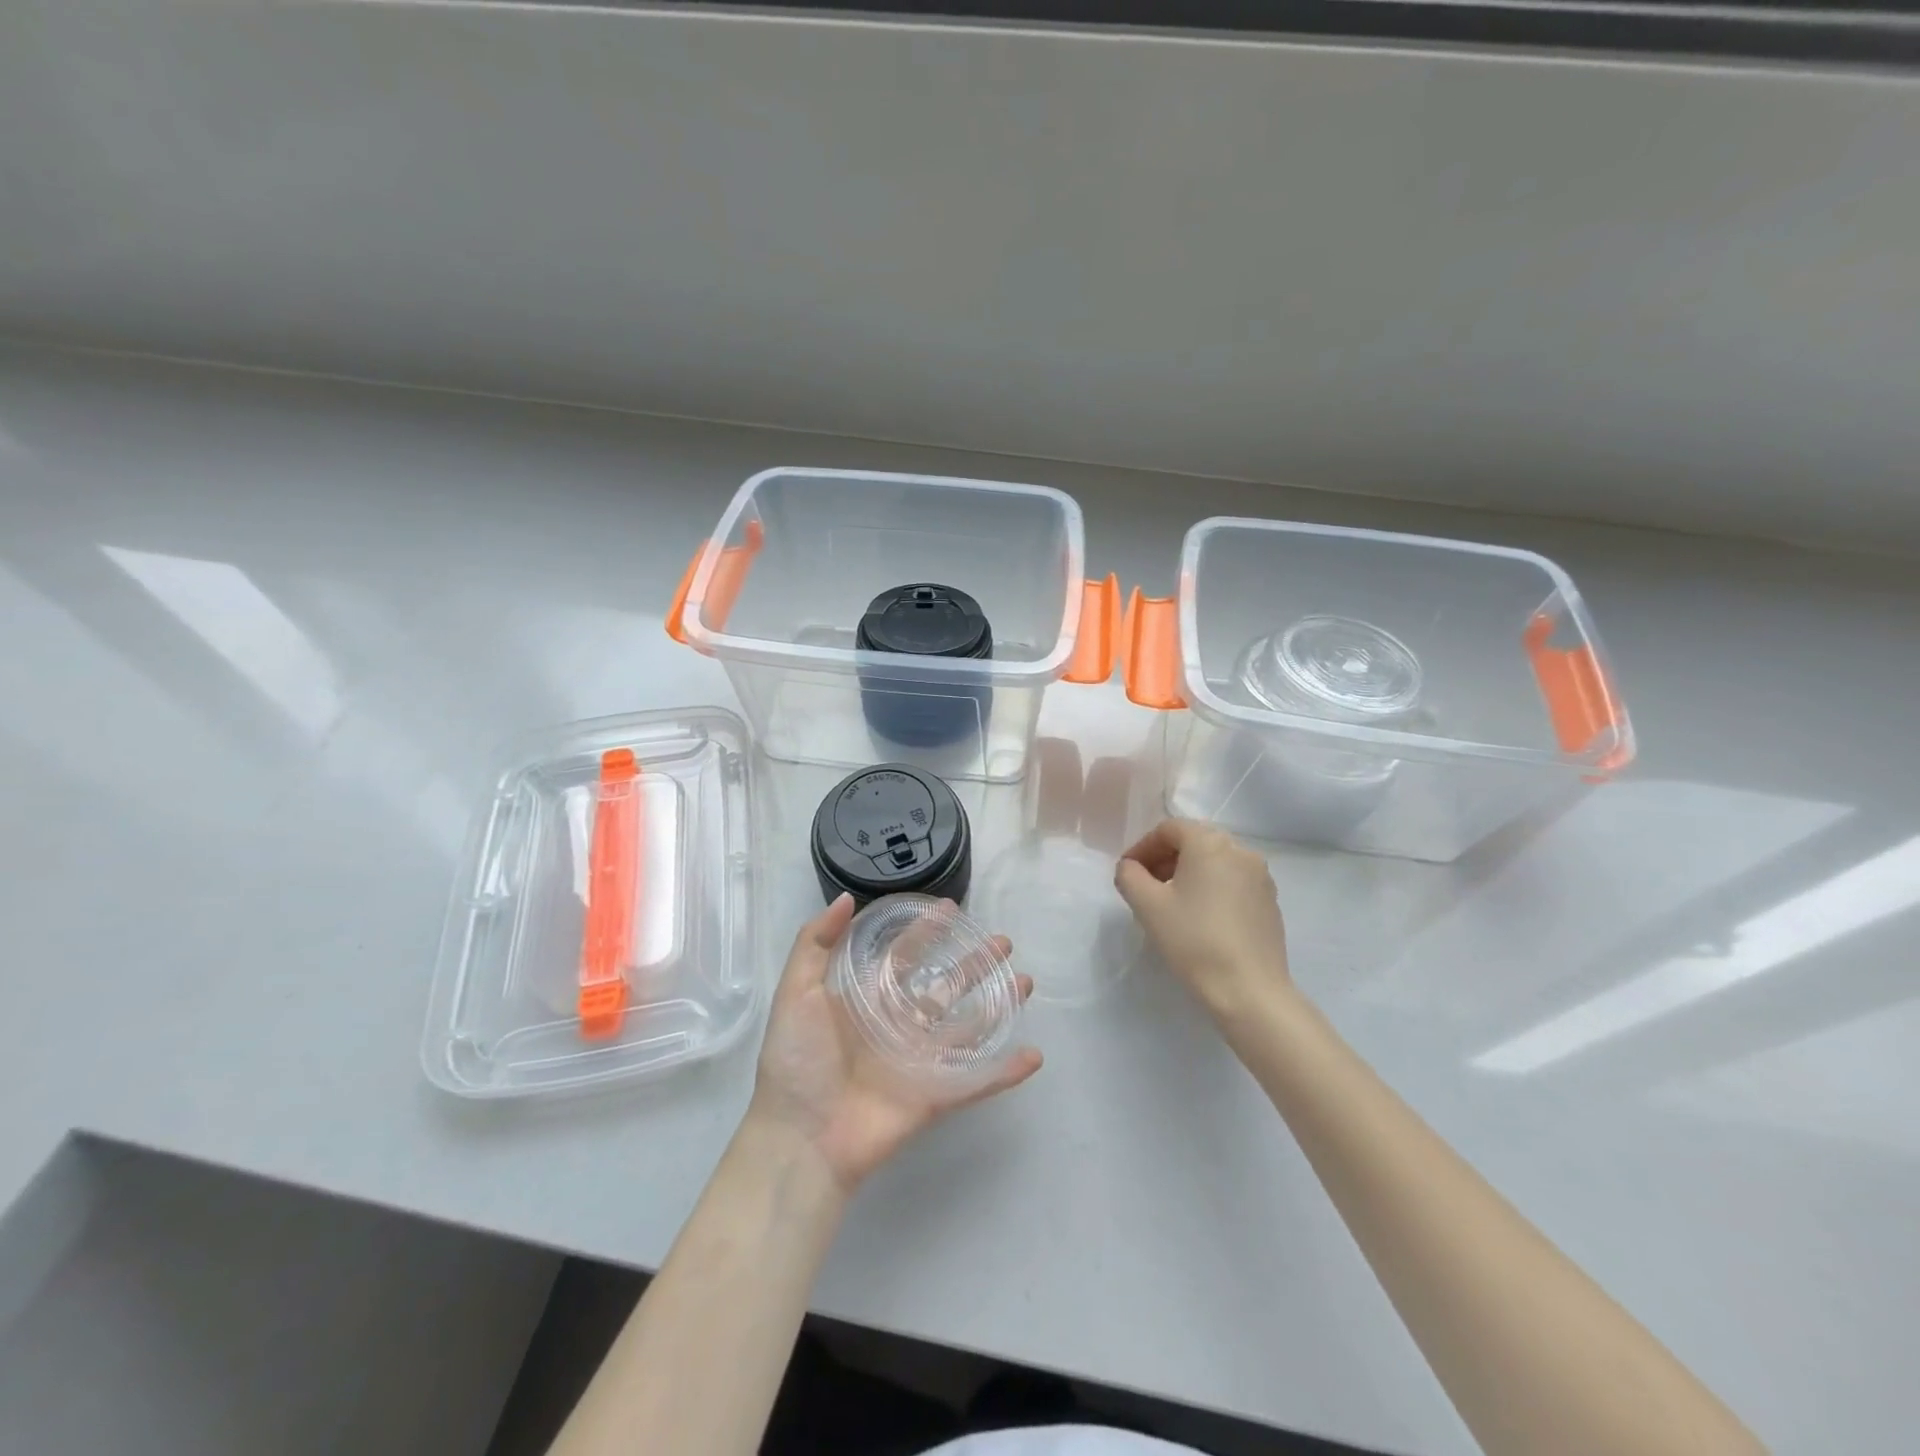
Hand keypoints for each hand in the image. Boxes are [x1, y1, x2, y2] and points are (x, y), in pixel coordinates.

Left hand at [746, 895, 1042, 1194]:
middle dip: (973, 963)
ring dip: (997, 1006)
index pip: (903, 955)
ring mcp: (918, 1061)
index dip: (925, 932)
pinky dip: (1004, 1070)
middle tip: (1003, 942)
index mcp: (866, 1000)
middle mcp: (897, 1025)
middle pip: (944, 985)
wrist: (800, 1139)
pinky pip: (975, 1080)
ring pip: (967, 1026)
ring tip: (1025, 983)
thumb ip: (814, 943)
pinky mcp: (933, 1097)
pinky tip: (1032, 1055)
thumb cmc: (796, 1061)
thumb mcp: (795, 992)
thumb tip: (846, 897)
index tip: (951, 909)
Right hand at [1115, 819, 1293, 1023]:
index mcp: (1210, 843)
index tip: (1128, 873)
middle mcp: (1240, 850)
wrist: (1249, 990)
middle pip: (1194, 841)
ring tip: (1171, 902)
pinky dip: (1211, 887)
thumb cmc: (1193, 940)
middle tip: (1145, 885)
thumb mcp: (1147, 906)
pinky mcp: (1270, 901)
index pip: (1169, 829)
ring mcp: (1260, 876)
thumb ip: (1129, 876)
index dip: (1143, 847)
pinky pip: (1233, 880)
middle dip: (1165, 858)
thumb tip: (1131, 867)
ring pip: (1215, 861)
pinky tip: (1200, 917)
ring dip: (1188, 872)